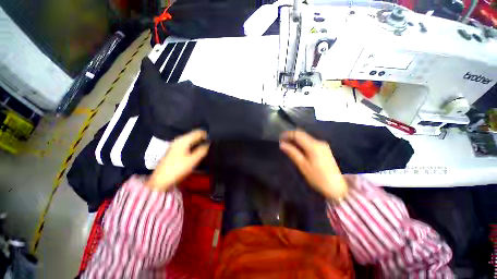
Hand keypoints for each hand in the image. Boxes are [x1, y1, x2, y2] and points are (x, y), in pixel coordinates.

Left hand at [146, 129, 209, 190]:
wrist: (161, 180)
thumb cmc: (178, 168)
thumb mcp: (193, 160)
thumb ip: (202, 151)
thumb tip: (209, 144)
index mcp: (183, 140)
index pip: (198, 133)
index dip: (206, 134)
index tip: (214, 138)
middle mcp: (179, 140)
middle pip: (193, 135)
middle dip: (203, 137)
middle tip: (212, 141)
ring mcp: (176, 145)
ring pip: (190, 140)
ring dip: (199, 141)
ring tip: (207, 145)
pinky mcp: (175, 150)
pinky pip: (187, 144)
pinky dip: (194, 145)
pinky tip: (198, 149)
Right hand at [280, 129, 347, 200]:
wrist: (337, 187)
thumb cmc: (318, 178)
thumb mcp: (303, 165)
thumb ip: (292, 153)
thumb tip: (282, 144)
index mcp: (313, 146)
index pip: (298, 134)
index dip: (288, 134)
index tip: (280, 138)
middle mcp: (319, 142)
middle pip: (302, 134)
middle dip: (292, 136)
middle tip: (282, 142)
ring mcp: (323, 145)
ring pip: (306, 138)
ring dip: (297, 139)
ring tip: (288, 145)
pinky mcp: (324, 149)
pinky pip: (310, 142)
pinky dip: (302, 143)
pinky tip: (298, 148)